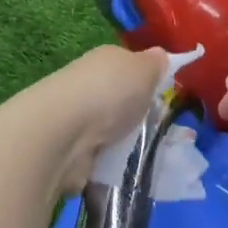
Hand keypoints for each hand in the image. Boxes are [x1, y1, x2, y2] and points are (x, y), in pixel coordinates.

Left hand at [0, 45, 171, 195]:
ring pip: (112, 132)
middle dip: (138, 117)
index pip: (129, 67)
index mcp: (105, 60)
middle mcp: (89, 86)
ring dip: (126, 144)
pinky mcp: (72, 153)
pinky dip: (112, 165)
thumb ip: (155, 64)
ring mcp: (78, 120)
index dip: (148, 81)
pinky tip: (127, 172)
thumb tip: (160, 56)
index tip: (165, 99)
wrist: (63, 134)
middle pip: (121, 101)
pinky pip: (101, 159)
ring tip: (151, 157)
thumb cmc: (108, 93)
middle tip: (165, 133)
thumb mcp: (143, 69)